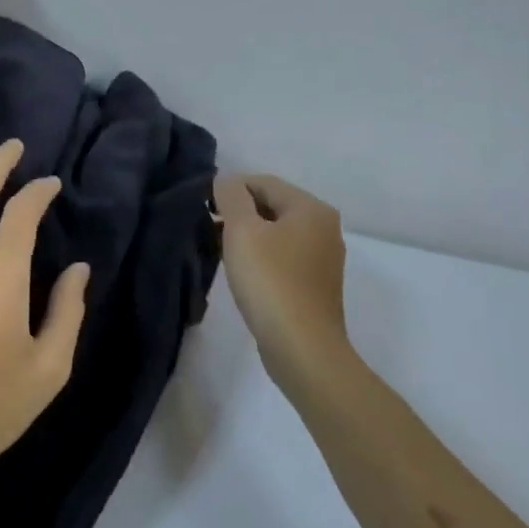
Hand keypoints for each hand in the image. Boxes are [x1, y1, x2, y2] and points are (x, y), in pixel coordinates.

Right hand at [213, 172, 351, 389]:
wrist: (301, 347)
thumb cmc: (271, 282)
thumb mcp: (242, 231)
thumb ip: (231, 197)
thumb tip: (226, 180)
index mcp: (312, 209)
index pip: (264, 182)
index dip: (230, 189)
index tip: (204, 208)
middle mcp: (324, 228)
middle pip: (272, 206)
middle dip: (238, 214)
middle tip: (208, 230)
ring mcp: (323, 259)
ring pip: (277, 234)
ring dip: (248, 237)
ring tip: (220, 252)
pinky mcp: (315, 286)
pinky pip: (282, 258)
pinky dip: (261, 258)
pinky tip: (243, 275)